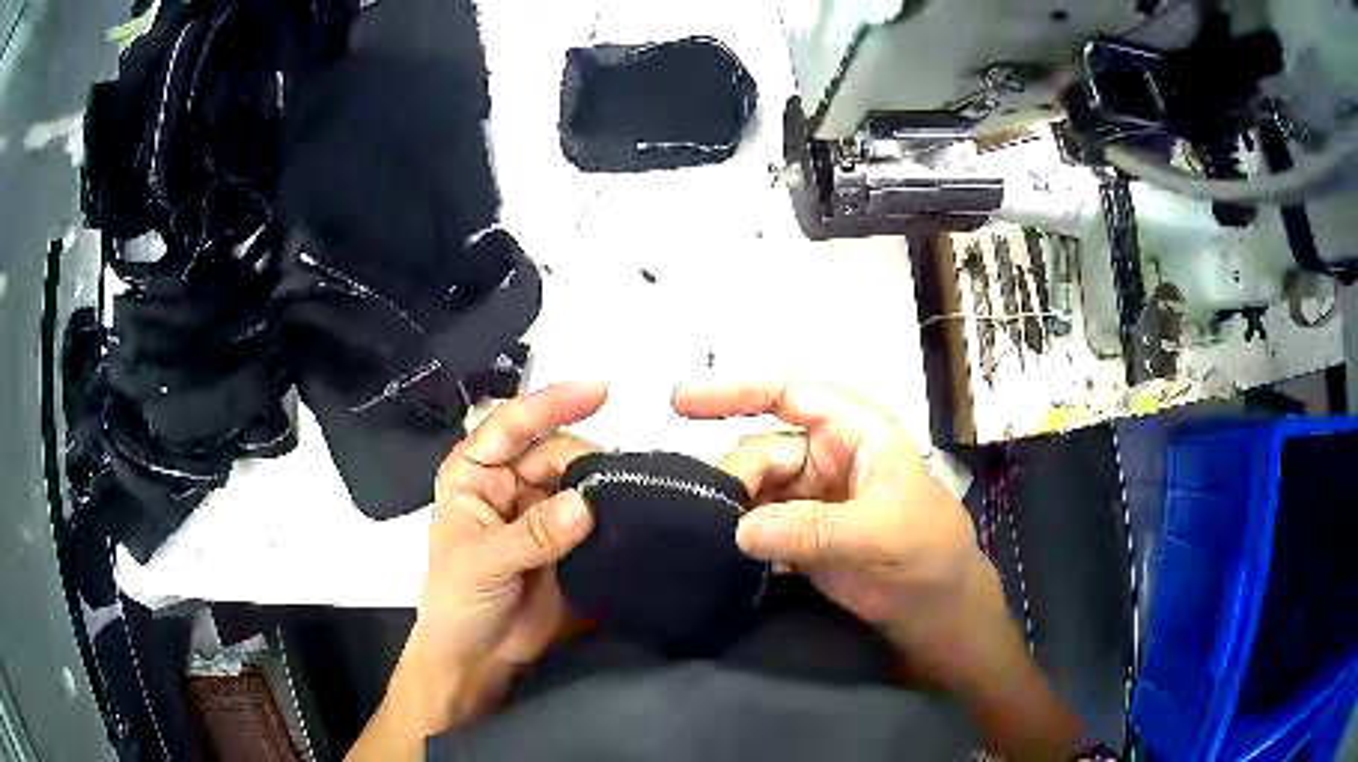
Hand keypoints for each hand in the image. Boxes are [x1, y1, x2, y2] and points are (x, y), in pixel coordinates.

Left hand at [352, 382, 605, 759]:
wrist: (479, 658)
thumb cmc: (458, 602)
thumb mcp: (482, 562)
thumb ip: (532, 534)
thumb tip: (584, 504)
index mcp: (475, 472)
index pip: (512, 424)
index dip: (551, 403)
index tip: (598, 391)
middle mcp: (510, 482)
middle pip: (555, 451)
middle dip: (586, 458)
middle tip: (618, 481)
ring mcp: (542, 510)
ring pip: (580, 480)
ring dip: (604, 484)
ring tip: (633, 494)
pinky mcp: (570, 539)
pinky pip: (597, 514)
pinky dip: (614, 512)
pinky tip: (635, 512)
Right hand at [672, 379, 981, 674]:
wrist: (936, 609)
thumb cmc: (928, 550)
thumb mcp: (882, 531)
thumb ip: (815, 528)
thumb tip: (740, 528)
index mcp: (851, 431)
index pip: (786, 392)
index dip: (733, 389)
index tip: (678, 402)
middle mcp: (824, 456)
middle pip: (759, 452)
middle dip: (736, 480)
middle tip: (718, 519)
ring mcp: (809, 498)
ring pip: (752, 492)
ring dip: (732, 513)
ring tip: (716, 542)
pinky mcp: (797, 537)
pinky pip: (755, 527)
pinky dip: (737, 540)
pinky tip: (720, 558)